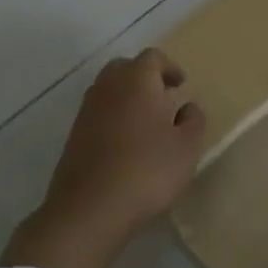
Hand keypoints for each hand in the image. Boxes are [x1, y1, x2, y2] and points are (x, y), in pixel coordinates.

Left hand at [2, 49, 206, 267]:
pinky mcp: (74, 135)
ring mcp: (86, 110)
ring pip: (108, 90)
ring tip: (146, 123)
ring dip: (127, 98)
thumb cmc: (147, 171)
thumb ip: (193, 121)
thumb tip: (187, 106)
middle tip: (163, 98)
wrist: (89, 209)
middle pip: (125, 68)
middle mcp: (108, 86)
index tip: (181, 85)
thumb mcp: (187, 148)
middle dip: (144, 78)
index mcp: (138, 80)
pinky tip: (125, 145)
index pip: (152, 57)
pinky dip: (112, 118)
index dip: (169, 67)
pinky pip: (98, 113)